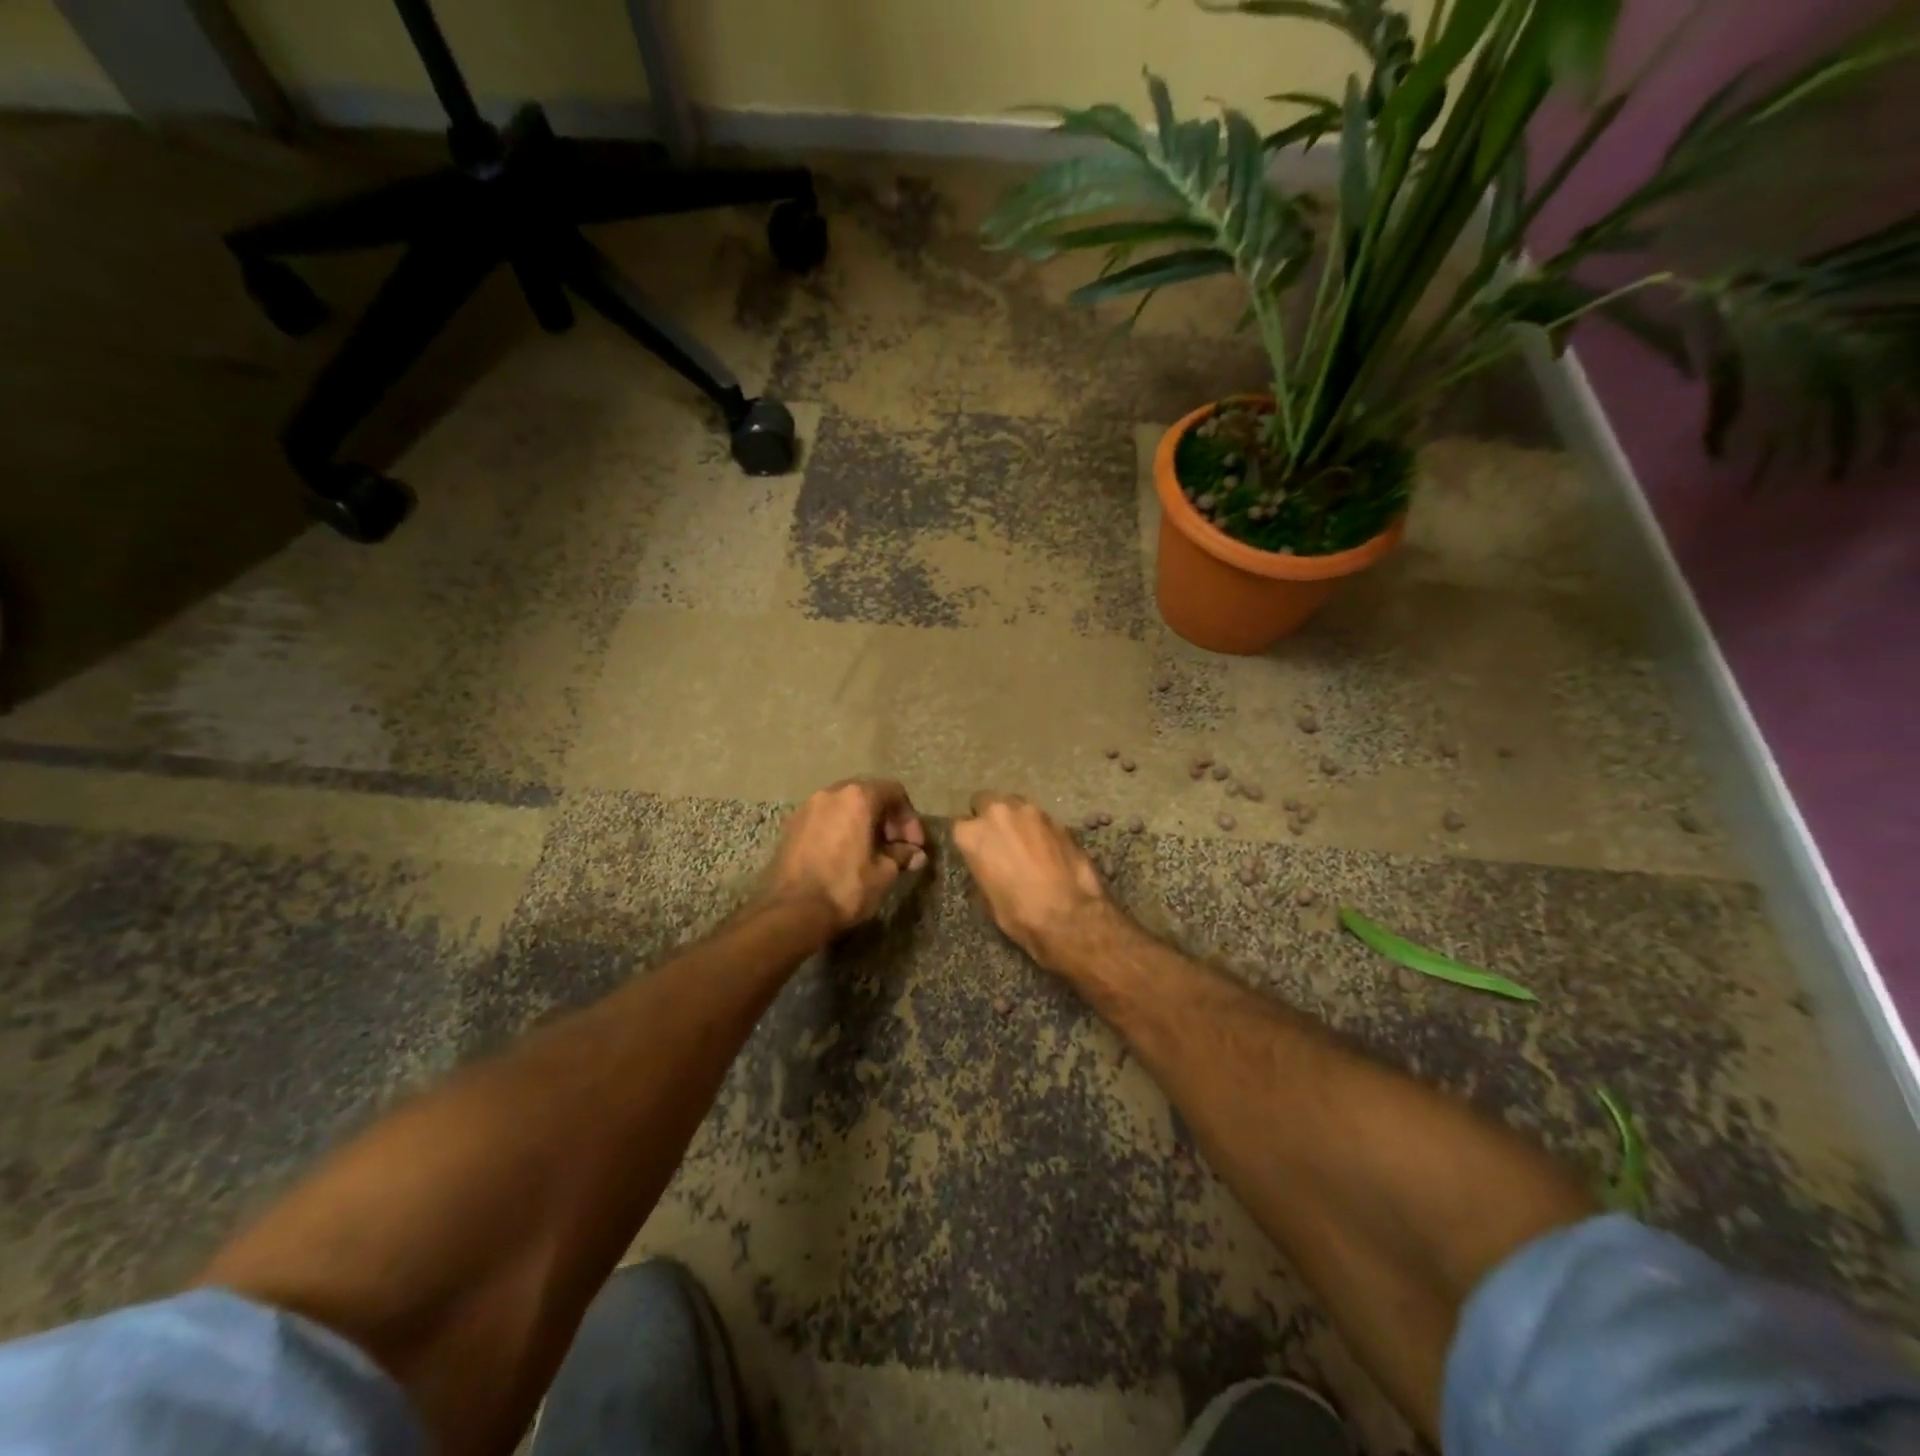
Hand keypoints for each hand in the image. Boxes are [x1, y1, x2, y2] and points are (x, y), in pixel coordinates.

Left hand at [759, 778, 927, 936]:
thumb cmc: (845, 887)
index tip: (914, 845)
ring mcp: (807, 808)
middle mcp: (831, 793)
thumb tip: (915, 854)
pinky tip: (846, 855)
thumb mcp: (883, 873)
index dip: (910, 819)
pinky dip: (841, 829)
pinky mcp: (791, 826)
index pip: (894, 793)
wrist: (792, 911)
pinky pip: (825, 818)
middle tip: (896, 847)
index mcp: (858, 797)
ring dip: (863, 823)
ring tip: (872, 852)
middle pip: (868, 794)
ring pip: (844, 806)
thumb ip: (901, 856)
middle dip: (887, 819)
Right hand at [952, 792, 1112, 965]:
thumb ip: (983, 866)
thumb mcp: (987, 896)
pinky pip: (1041, 818)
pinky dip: (1040, 829)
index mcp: (973, 834)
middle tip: (999, 840)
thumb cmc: (1018, 913)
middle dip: (990, 816)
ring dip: (1016, 819)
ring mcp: (1031, 812)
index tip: (976, 850)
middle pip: (986, 801)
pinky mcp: (1058, 819)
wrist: (1067, 915)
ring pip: (1015, 804)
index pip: (959, 825)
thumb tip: (989, 863)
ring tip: (1025, 842)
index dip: (970, 838)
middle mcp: (998, 813)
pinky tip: (1048, 849)